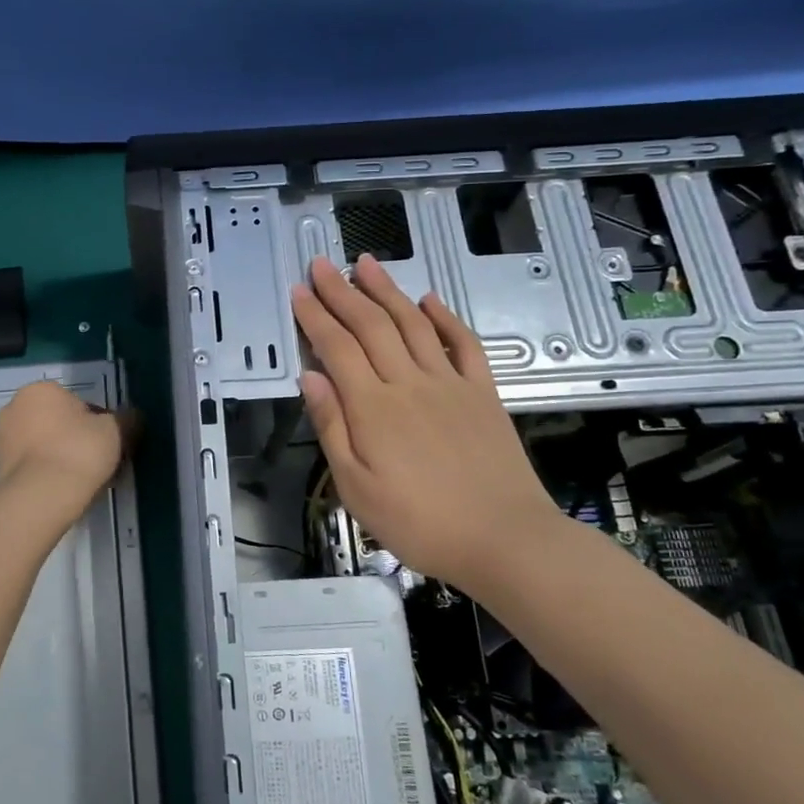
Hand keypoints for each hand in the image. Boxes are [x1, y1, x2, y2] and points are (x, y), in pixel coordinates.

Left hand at [0, 380, 129, 514]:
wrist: (40, 497)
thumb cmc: (78, 452)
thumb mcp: (116, 431)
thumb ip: (127, 419)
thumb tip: (132, 417)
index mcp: (40, 390)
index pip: (78, 403)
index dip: (97, 424)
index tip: (108, 445)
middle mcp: (14, 407)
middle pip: (56, 422)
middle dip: (74, 438)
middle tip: (95, 463)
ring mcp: (1, 439)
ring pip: (42, 445)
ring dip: (58, 456)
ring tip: (80, 481)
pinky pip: (30, 466)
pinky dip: (44, 473)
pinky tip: (61, 491)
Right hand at [290, 254, 564, 592]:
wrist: (505, 540)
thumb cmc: (420, 523)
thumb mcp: (357, 488)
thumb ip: (332, 427)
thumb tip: (310, 377)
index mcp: (373, 407)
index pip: (336, 348)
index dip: (315, 316)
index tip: (298, 290)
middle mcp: (409, 383)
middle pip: (371, 325)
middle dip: (343, 291)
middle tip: (322, 264)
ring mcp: (450, 384)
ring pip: (412, 324)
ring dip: (387, 291)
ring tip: (366, 264)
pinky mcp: (483, 394)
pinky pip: (463, 345)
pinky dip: (445, 318)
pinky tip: (429, 300)